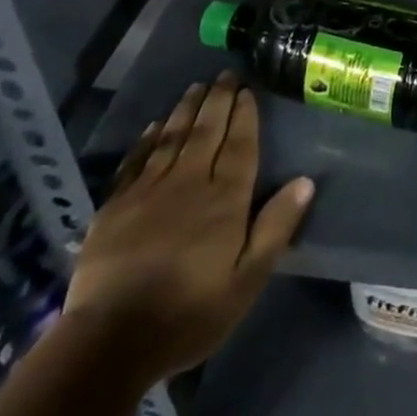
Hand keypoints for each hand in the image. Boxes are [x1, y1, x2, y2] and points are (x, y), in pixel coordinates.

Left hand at [62, 72, 312, 382]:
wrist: (110, 341)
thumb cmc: (188, 314)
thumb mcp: (246, 281)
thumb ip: (275, 228)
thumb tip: (305, 181)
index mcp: (225, 199)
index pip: (240, 145)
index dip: (245, 116)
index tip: (248, 91)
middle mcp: (189, 182)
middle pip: (207, 131)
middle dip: (218, 100)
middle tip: (226, 74)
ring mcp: (149, 190)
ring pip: (173, 137)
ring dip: (187, 109)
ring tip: (196, 86)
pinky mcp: (115, 206)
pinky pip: (137, 160)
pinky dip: (148, 139)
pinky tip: (155, 126)